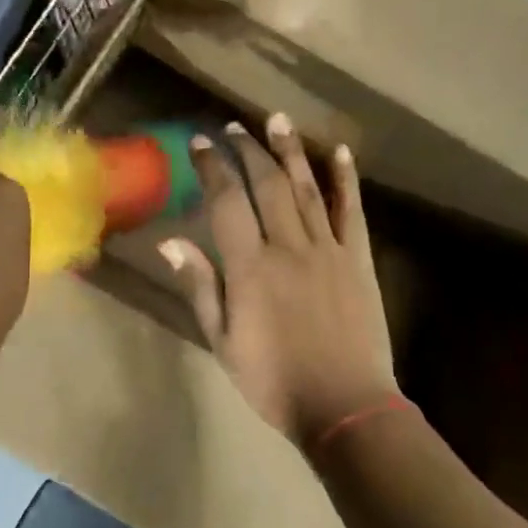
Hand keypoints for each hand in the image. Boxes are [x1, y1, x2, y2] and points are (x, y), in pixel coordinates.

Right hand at [161, 114, 397, 453]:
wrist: (345, 408)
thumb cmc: (274, 381)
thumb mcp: (223, 342)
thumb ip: (200, 286)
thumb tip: (170, 241)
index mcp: (250, 267)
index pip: (227, 202)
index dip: (212, 168)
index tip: (200, 143)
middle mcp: (288, 246)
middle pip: (266, 184)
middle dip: (247, 150)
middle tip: (234, 127)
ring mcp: (326, 248)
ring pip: (305, 188)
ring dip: (290, 151)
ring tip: (277, 119)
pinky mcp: (356, 258)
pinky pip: (351, 210)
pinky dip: (345, 179)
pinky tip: (340, 152)